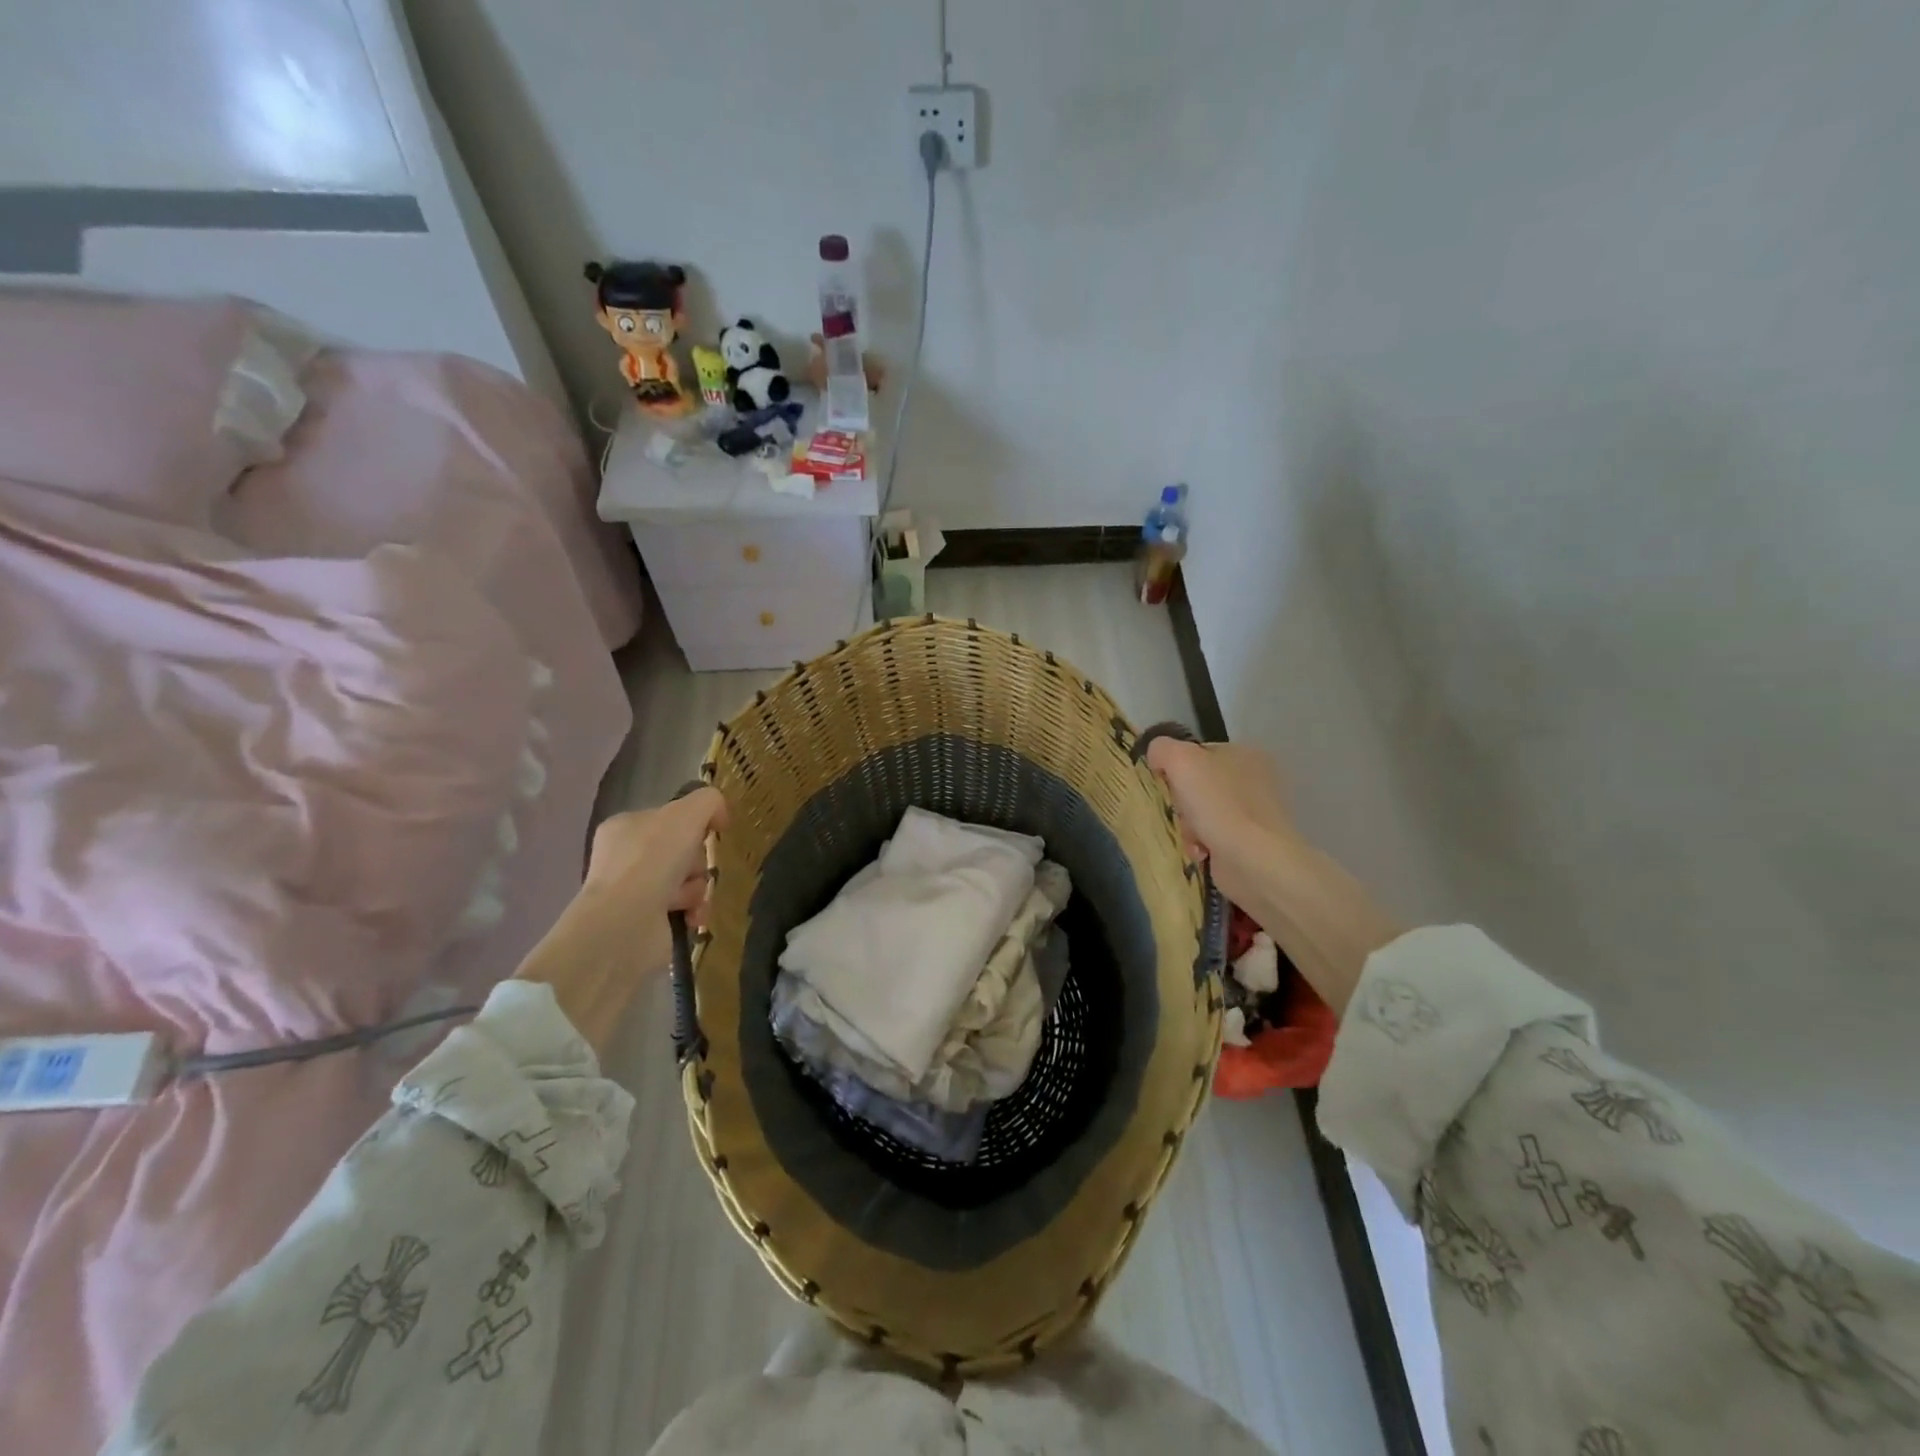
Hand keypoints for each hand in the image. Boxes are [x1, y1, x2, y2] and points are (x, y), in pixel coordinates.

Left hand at [516, 788, 727, 1056]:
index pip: (670, 819)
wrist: (626, 923)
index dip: (694, 825)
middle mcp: (625, 858)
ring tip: (687, 900)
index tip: (708, 833)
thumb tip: (719, 816)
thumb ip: (709, 801)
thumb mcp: (688, 813)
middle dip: (697, 862)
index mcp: (625, 827)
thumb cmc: (653, 859)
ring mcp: (632, 892)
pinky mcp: (645, 923)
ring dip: (697, 888)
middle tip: (693, 869)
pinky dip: (694, 911)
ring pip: (688, 881)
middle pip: (683, 851)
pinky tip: (691, 916)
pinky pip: (685, 909)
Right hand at [1144, 738, 1293, 910]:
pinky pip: (1212, 838)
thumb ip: (1162, 749)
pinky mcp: (1252, 843)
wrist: (1254, 860)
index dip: (1175, 768)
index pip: (1197, 753)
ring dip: (1188, 826)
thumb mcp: (1180, 760)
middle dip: (1182, 802)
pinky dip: (1201, 845)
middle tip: (1180, 812)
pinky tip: (1201, 853)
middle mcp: (1255, 779)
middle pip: (1197, 785)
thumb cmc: (1218, 804)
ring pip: (1201, 813)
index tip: (1166, 784)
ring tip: (1191, 837)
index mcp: (1245, 752)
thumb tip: (1156, 757)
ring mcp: (1255, 813)